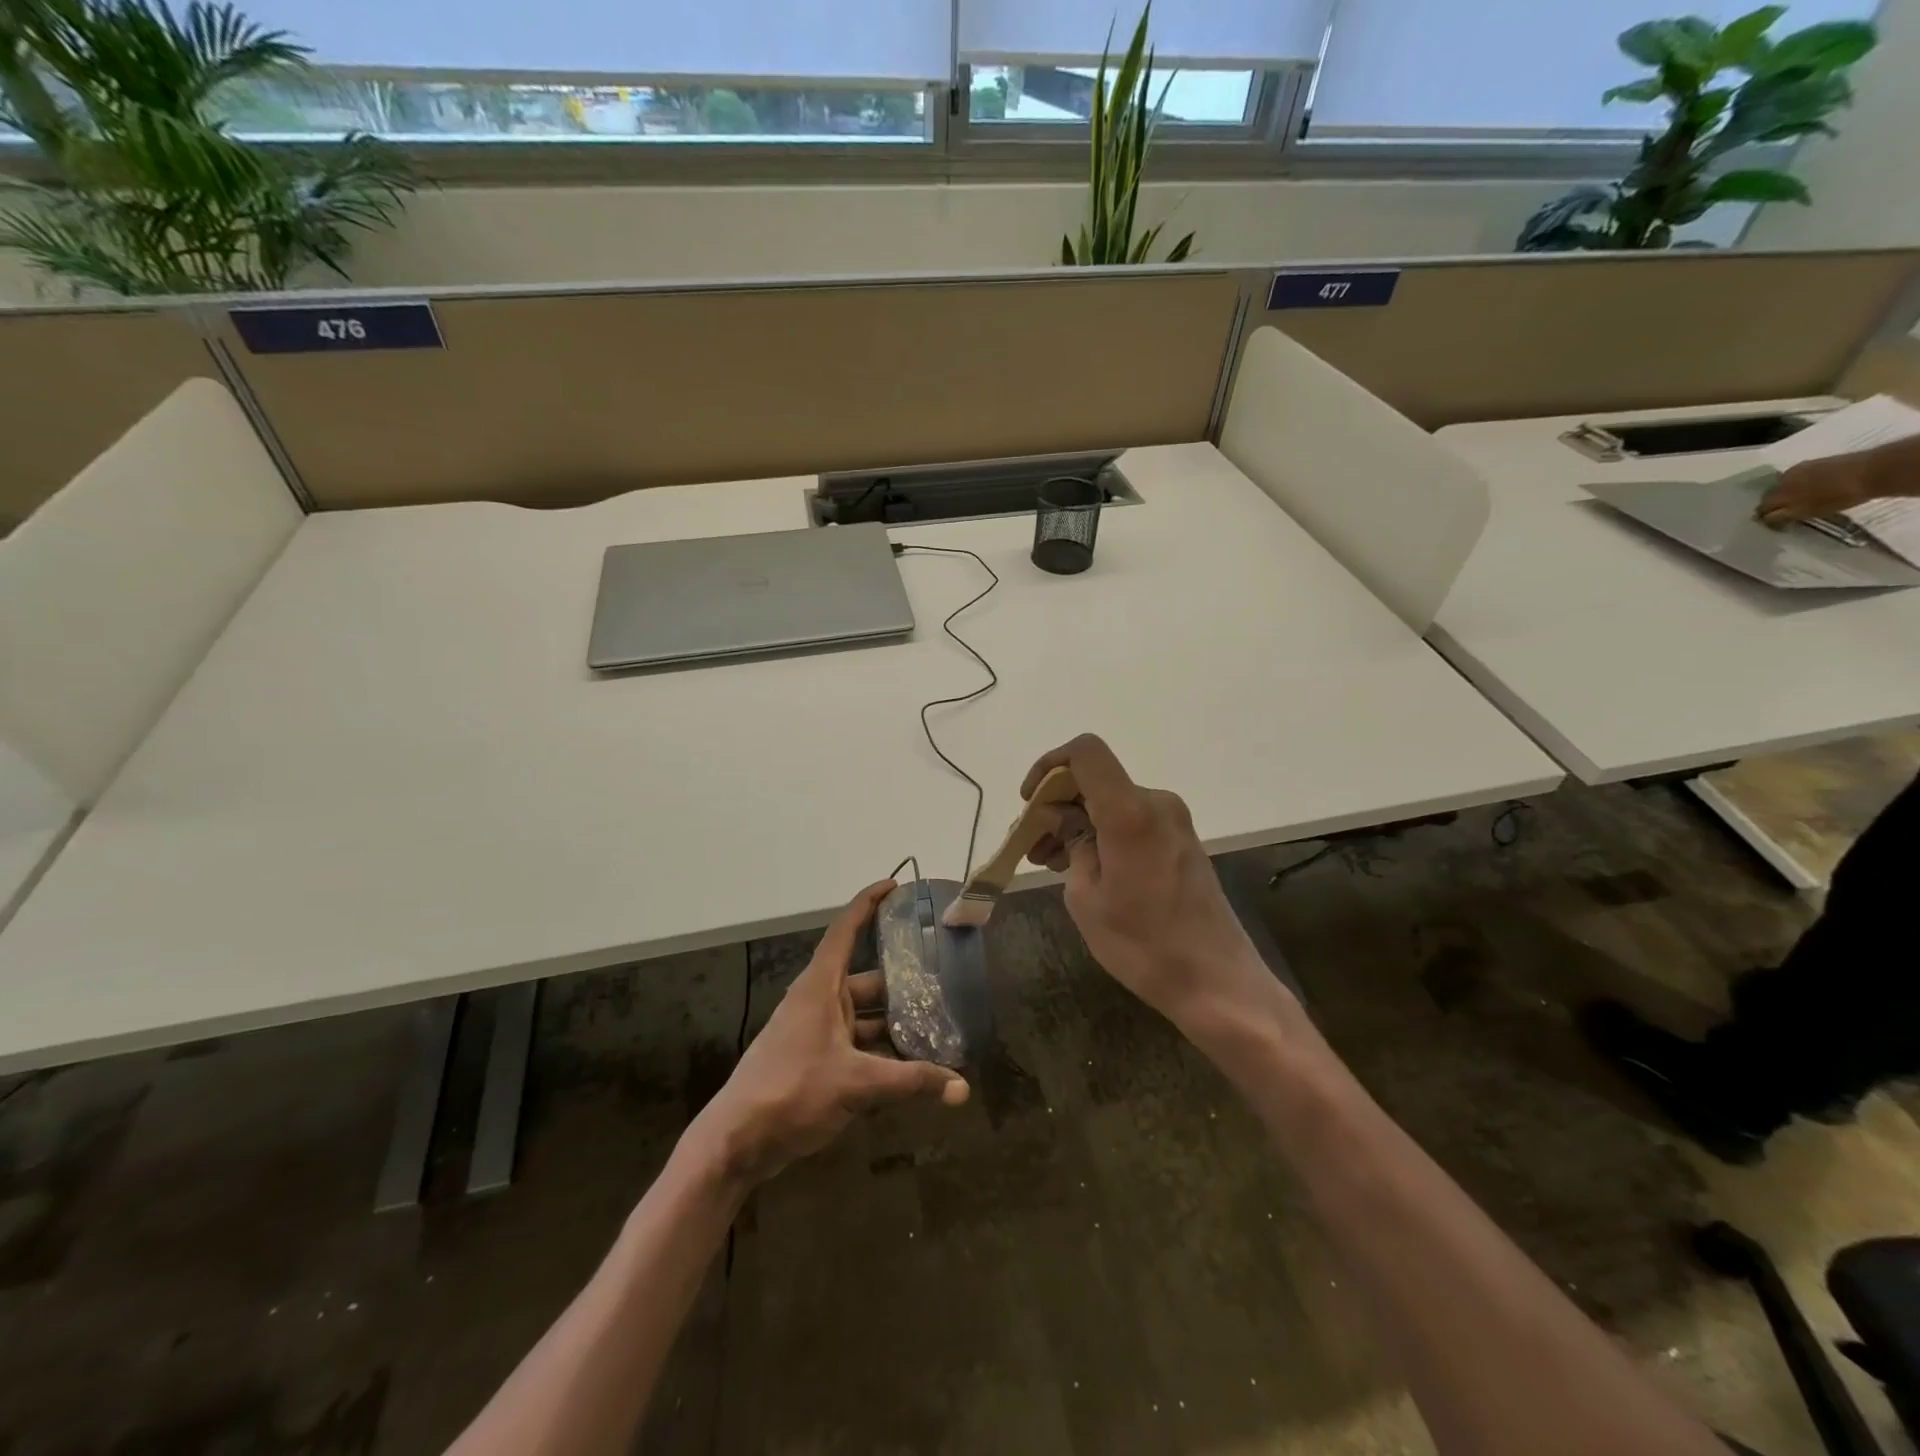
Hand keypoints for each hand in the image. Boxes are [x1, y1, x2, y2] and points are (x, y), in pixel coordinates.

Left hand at [694, 882, 967, 1186]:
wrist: (737, 1143)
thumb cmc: (792, 1092)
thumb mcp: (856, 1084)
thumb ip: (911, 1082)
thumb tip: (963, 1089)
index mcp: (820, 987)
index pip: (846, 930)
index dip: (868, 903)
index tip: (895, 886)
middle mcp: (819, 1002)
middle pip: (867, 980)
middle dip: (903, 983)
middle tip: (943, 982)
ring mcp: (817, 1033)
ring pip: (865, 1017)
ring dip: (896, 1024)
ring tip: (938, 1029)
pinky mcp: (816, 1061)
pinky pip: (858, 1045)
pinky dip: (882, 1052)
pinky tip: (912, 1067)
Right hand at [1022, 734, 1273, 1029]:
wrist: (1216, 982)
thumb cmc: (1142, 943)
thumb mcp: (1086, 896)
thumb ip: (1071, 843)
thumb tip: (1061, 817)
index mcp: (1129, 811)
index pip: (1085, 752)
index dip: (1050, 765)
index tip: (1030, 802)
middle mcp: (1155, 803)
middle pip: (1095, 780)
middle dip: (1057, 804)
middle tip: (1031, 844)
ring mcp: (1173, 821)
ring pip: (1110, 802)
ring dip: (1077, 822)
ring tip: (1048, 861)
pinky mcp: (1180, 840)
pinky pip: (1130, 820)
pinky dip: (1101, 833)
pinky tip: (1081, 865)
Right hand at [1757, 454, 1878, 526]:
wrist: (1873, 470)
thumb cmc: (1840, 496)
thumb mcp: (1808, 512)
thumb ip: (1783, 516)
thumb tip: (1765, 519)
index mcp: (1778, 494)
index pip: (1762, 508)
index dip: (1765, 517)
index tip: (1774, 523)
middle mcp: (1782, 480)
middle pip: (1770, 494)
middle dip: (1774, 503)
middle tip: (1786, 512)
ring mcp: (1799, 468)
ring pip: (1783, 484)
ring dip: (1787, 492)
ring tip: (1800, 499)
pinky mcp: (1815, 462)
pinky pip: (1798, 475)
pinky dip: (1800, 483)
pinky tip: (1812, 487)